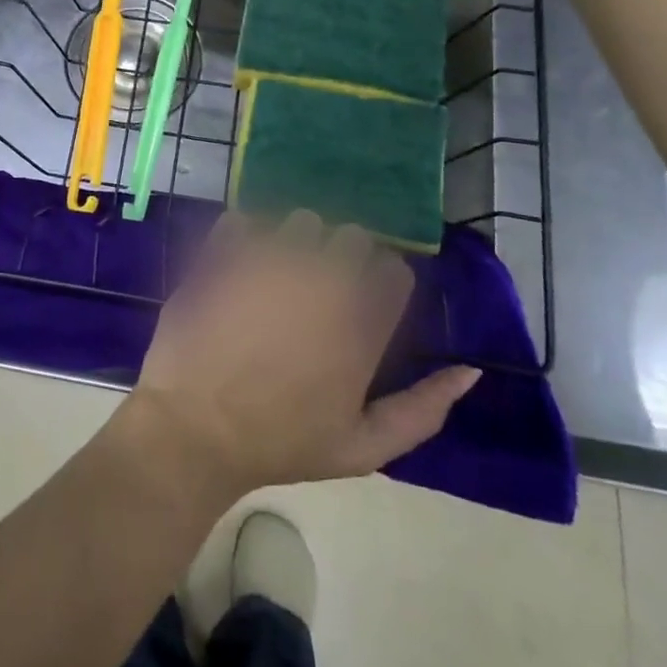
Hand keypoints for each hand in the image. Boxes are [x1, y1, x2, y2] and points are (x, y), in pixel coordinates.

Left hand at [122, 211, 481, 500]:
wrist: (195, 431)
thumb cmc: (282, 444)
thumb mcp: (363, 447)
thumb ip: (424, 410)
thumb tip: (472, 371)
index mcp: (360, 325)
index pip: (394, 271)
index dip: (382, 281)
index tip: (364, 298)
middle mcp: (321, 281)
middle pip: (352, 235)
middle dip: (343, 255)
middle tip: (321, 286)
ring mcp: (269, 261)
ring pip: (301, 220)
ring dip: (297, 240)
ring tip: (279, 272)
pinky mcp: (224, 253)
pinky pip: (244, 220)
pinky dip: (245, 234)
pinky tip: (240, 262)